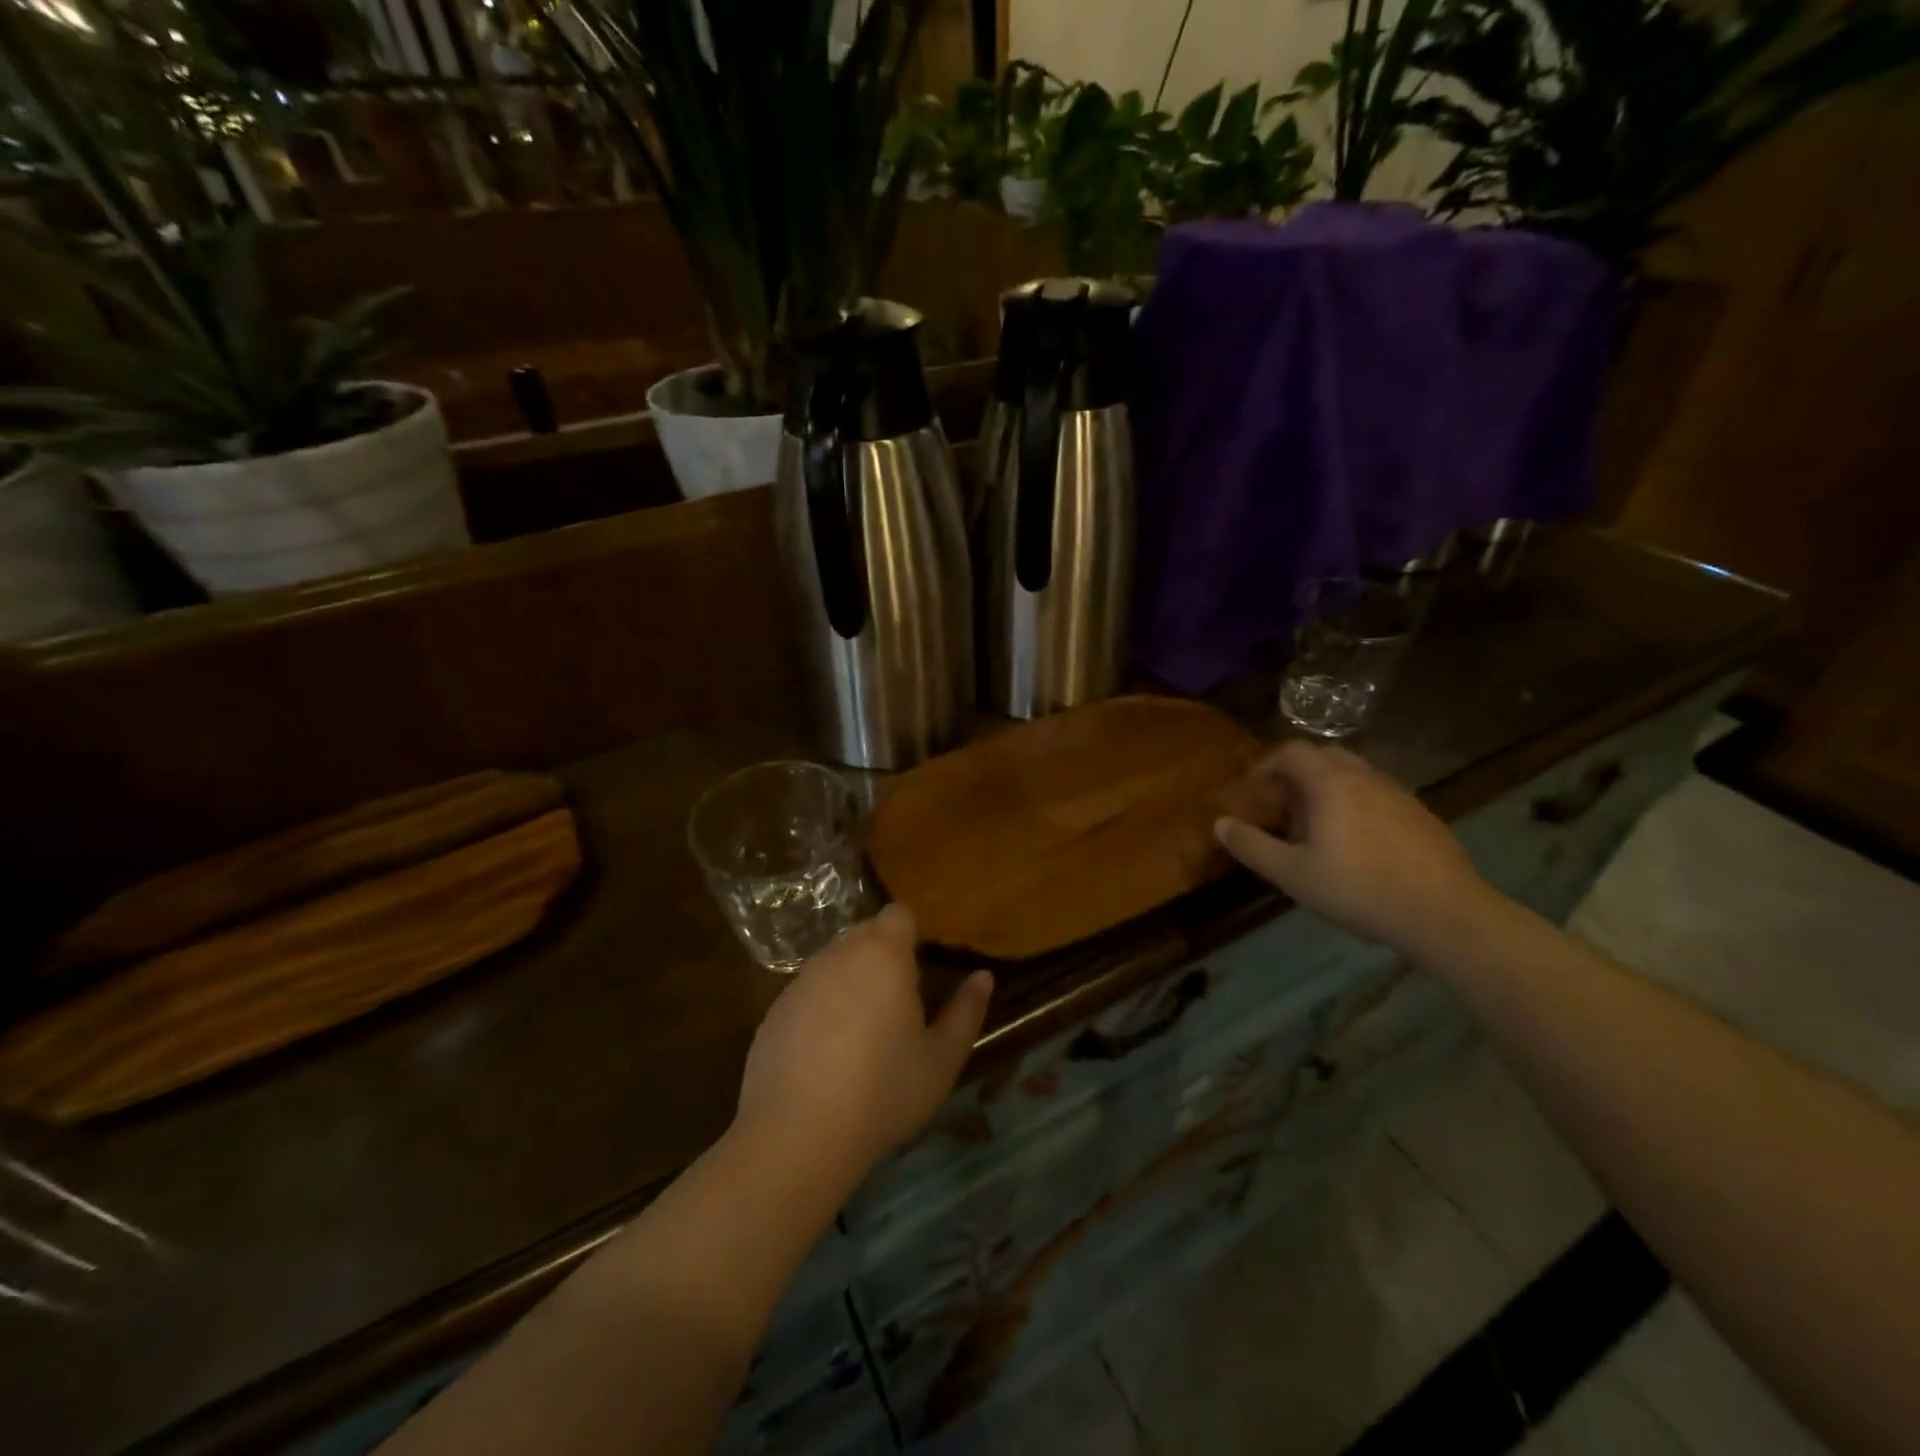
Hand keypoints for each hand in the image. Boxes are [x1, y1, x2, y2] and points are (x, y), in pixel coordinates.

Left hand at [735, 904, 992, 1182]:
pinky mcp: (774, 1011)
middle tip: (901, 1006)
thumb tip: (983, 977)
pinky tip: (828, 1056)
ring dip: (852, 982)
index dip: (913, 934)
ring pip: (835, 964)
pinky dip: (822, 1009)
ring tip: (865, 1035)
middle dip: (885, 956)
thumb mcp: (941, 1059)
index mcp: (883, 955)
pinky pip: (808, 994)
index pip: (899, 915)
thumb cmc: (883, 1092)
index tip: (923, 969)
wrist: (796, 1136)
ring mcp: (801, 981)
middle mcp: (838, 955)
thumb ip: (965, 1011)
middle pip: (866, 935)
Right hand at [1213, 740, 1492, 954]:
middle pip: (1324, 756)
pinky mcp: (1421, 814)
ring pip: (1354, 774)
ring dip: (1327, 788)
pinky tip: (1357, 843)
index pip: (1291, 751)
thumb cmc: (1358, 888)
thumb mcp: (1292, 874)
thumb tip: (1219, 823)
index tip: (1252, 789)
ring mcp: (1398, 793)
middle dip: (1296, 773)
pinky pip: (1378, 794)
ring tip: (1316, 826)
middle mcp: (1364, 776)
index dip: (1266, 764)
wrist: (1444, 913)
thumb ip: (1251, 846)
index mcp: (1329, 783)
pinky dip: (1356, 803)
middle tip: (1281, 804)